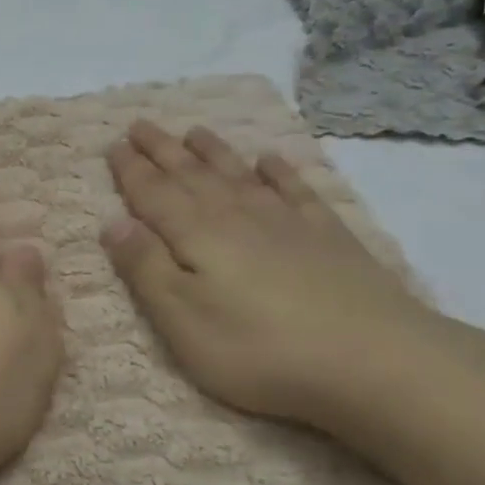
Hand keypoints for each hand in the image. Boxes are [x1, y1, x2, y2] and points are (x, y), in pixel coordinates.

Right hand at [102, 120, 447, 430]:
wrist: (371, 358)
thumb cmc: (258, 348)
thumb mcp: (181, 320)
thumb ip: (145, 269)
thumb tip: (113, 223)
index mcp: (196, 235)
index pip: (153, 194)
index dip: (131, 170)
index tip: (113, 146)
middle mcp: (237, 216)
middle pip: (191, 175)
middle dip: (162, 150)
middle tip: (140, 125)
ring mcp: (286, 222)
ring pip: (238, 175)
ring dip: (213, 152)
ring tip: (194, 131)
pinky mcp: (327, 236)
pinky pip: (295, 190)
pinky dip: (279, 171)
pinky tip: (271, 160)